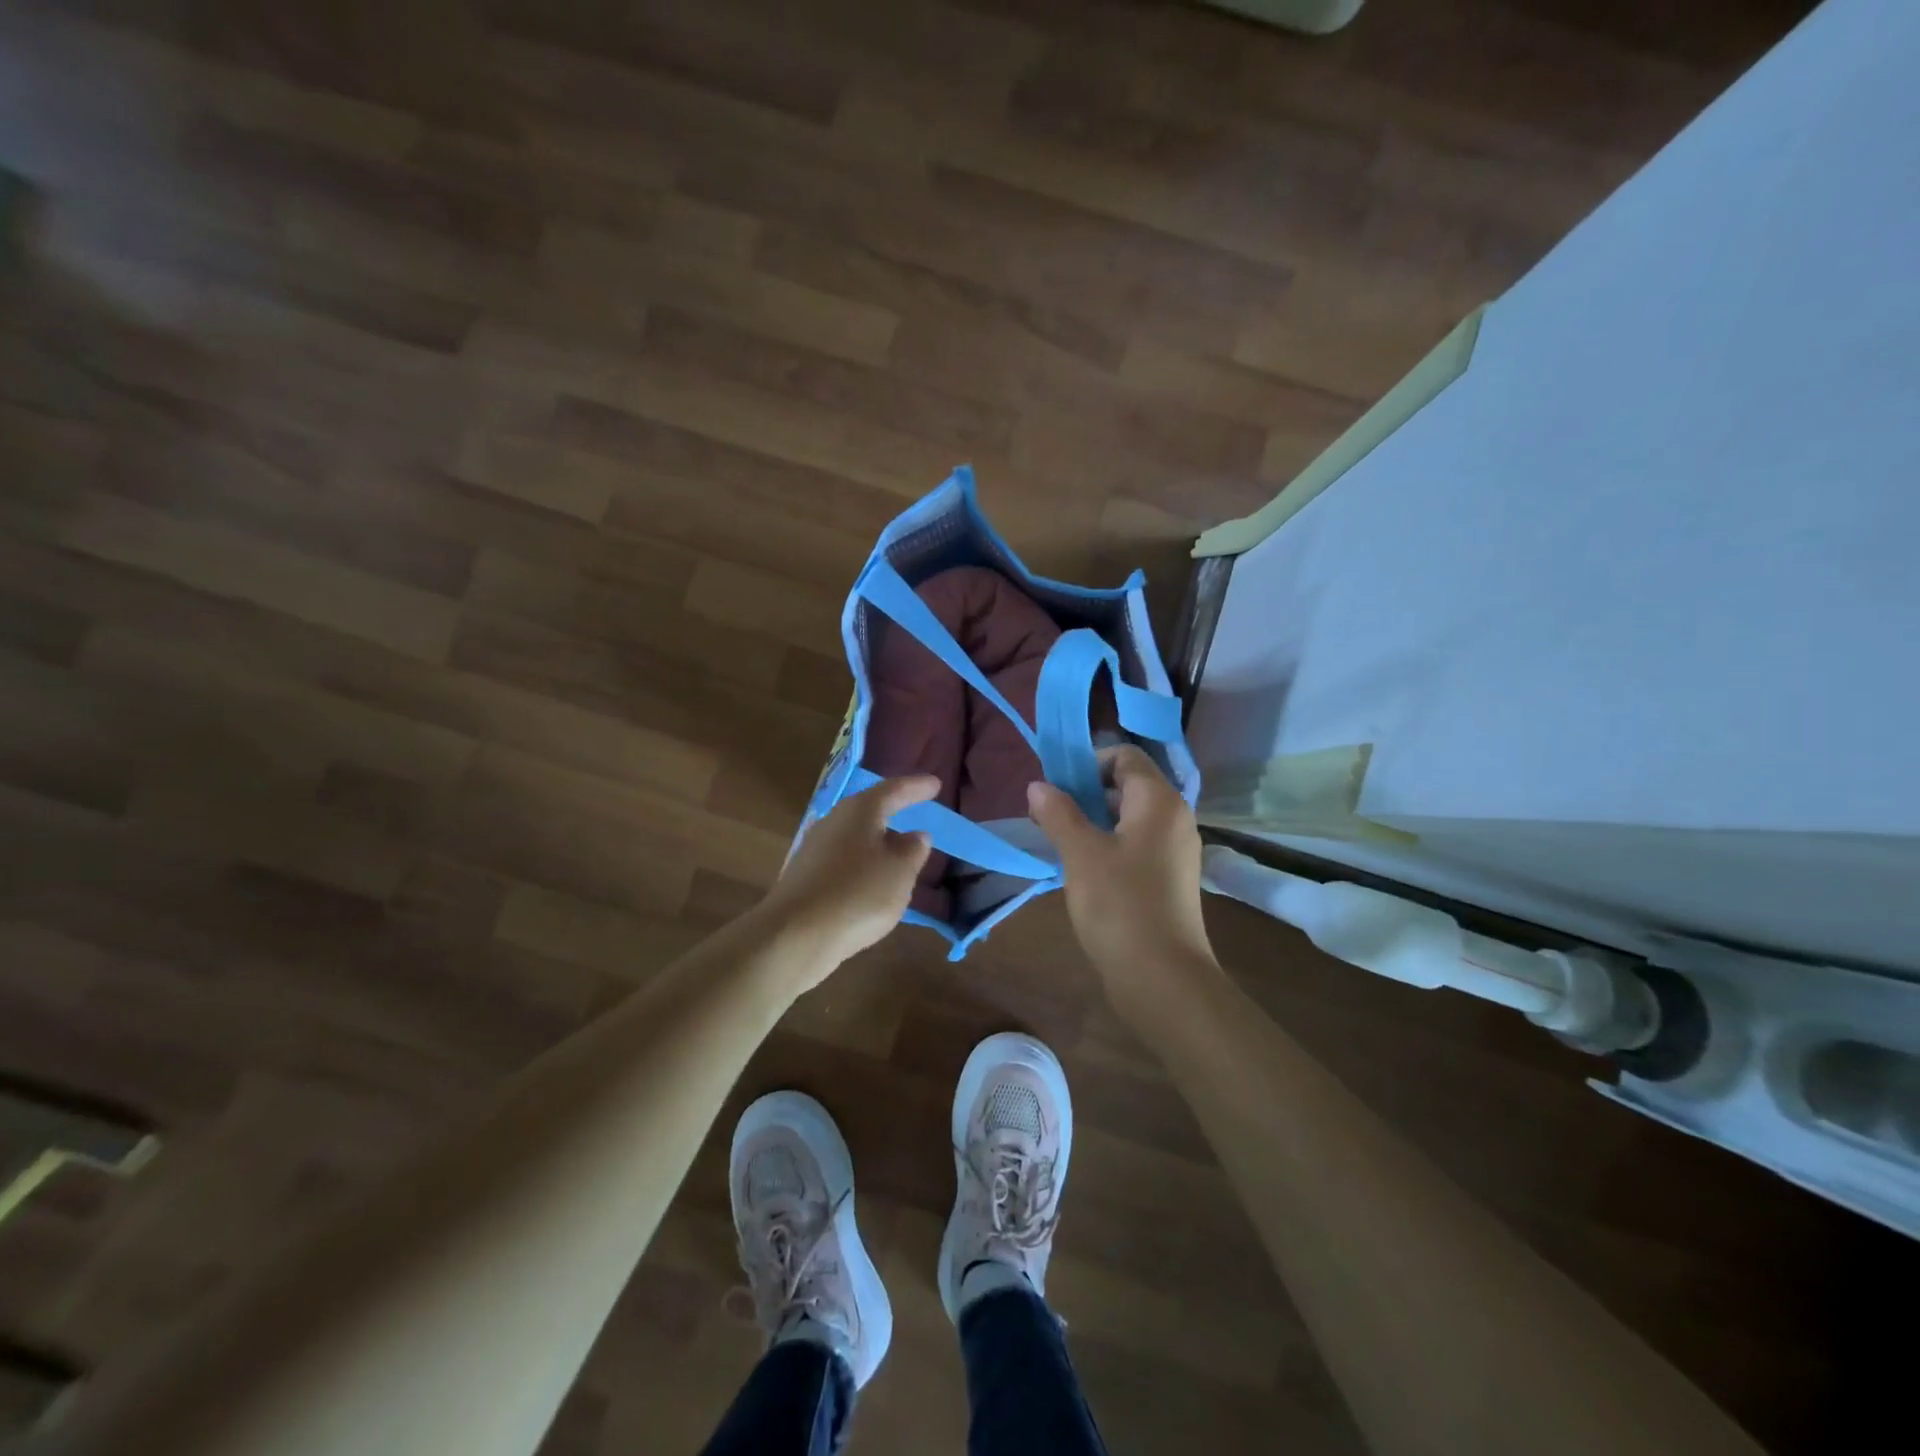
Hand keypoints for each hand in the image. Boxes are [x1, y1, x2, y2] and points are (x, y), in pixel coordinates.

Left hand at [758, 774, 937, 981]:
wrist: (794, 935)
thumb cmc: (858, 894)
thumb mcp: (899, 872)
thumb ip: (913, 850)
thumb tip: (916, 835)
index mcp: (859, 811)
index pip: (894, 790)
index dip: (917, 787)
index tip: (936, 784)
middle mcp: (833, 821)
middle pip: (869, 809)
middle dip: (893, 810)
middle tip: (915, 810)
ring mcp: (814, 848)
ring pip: (855, 836)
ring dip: (877, 841)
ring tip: (899, 851)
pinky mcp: (805, 876)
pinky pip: (843, 860)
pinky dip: (862, 864)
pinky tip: (872, 880)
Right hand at [1026, 745, 1215, 1015]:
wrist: (1163, 977)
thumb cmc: (1120, 905)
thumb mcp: (1080, 854)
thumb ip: (1058, 813)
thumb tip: (1038, 785)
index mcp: (1159, 800)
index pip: (1124, 756)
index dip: (1088, 763)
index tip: (1056, 788)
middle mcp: (1175, 817)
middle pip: (1128, 784)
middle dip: (1086, 792)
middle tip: (1050, 815)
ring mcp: (1176, 849)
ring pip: (1131, 817)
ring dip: (1095, 820)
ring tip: (1061, 841)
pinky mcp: (1171, 877)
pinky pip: (1137, 843)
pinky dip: (1110, 844)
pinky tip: (1084, 867)